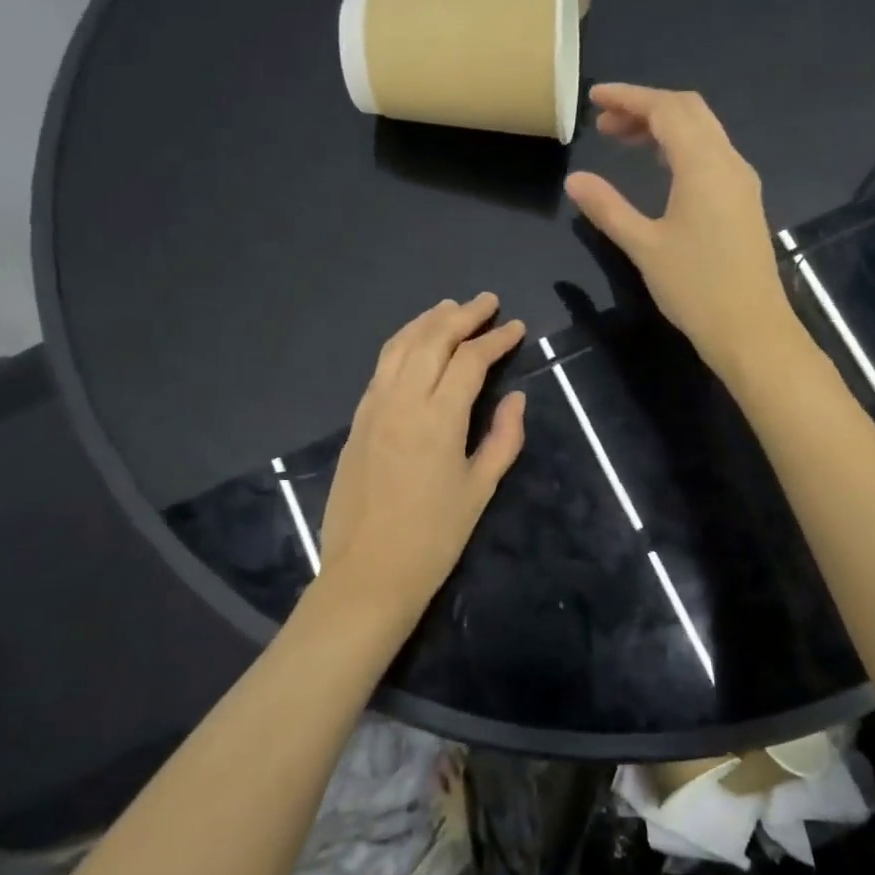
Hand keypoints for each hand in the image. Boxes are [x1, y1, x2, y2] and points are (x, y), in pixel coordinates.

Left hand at [317, 294, 526, 630]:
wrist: (368, 573)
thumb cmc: (434, 537)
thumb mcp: (480, 488)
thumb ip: (503, 438)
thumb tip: (515, 397)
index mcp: (438, 418)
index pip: (469, 361)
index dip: (496, 339)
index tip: (516, 327)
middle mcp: (402, 401)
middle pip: (432, 341)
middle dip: (462, 315)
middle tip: (487, 301)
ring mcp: (373, 408)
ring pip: (399, 347)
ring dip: (427, 321)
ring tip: (450, 307)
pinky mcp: (357, 421)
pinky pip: (381, 368)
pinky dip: (401, 345)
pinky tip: (414, 344)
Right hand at [565, 84, 796, 379]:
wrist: (751, 329)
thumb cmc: (695, 288)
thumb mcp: (644, 246)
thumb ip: (608, 208)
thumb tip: (575, 180)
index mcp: (704, 165)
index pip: (666, 109)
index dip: (629, 97)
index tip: (595, 98)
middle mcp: (729, 162)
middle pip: (689, 111)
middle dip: (645, 107)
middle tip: (605, 123)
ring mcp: (741, 182)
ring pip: (703, 132)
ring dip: (664, 127)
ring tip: (623, 140)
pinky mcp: (744, 202)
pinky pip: (712, 154)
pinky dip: (681, 147)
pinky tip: (660, 167)